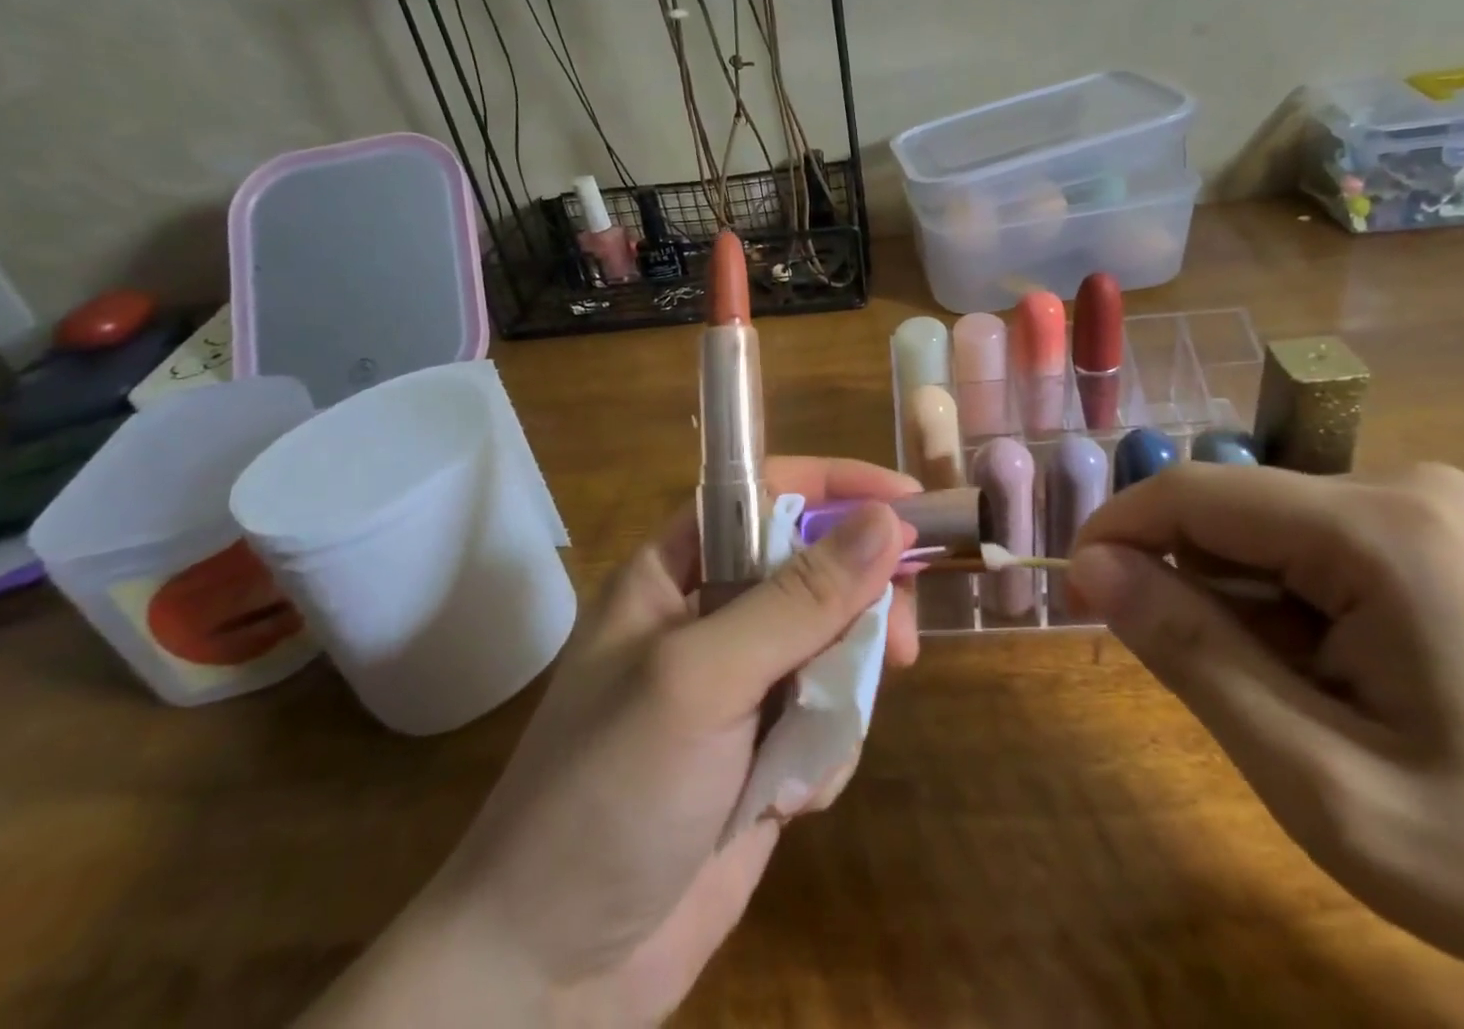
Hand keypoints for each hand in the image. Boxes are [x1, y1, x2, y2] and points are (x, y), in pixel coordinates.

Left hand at [303, 456, 920, 1028]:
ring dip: (842, 691)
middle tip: (897, 642)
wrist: (552, 973)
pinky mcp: (762, 748)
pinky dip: (827, 749)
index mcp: (674, 571)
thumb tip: (886, 523)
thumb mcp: (701, 680)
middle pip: (813, 568)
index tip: (911, 506)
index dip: (837, 489)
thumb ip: (796, 601)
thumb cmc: (608, 794)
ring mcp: (739, 684)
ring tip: (818, 747)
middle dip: (859, 603)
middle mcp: (709, 615)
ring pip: (832, 644)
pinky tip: (793, 799)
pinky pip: (828, 715)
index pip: (765, 493)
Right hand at [1068, 463, 1463, 1028]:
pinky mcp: (1439, 531)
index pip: (1193, 492)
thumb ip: (1192, 658)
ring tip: (1298, 701)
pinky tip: (1340, 676)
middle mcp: (1402, 484)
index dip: (1115, 532)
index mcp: (1380, 529)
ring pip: (1265, 529)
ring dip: (1243, 604)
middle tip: (1211, 691)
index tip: (1074, 597)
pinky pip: (1312, 543)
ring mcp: (1429, 504)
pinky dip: (1288, 603)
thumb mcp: (1323, 783)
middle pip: (1231, 510)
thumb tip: (1089, 568)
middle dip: (1190, 587)